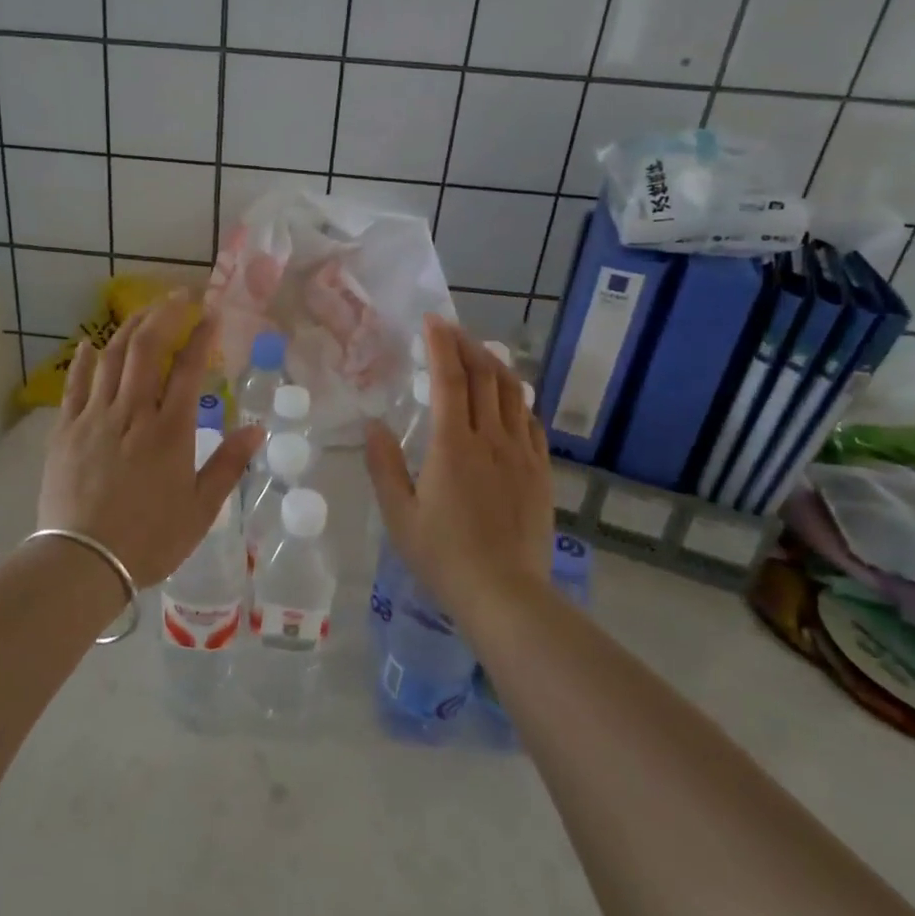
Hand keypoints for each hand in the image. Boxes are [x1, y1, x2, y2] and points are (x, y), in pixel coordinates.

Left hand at [37, 290, 263, 587]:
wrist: (82, 561)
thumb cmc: (149, 538)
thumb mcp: (201, 509)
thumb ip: (229, 465)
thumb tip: (257, 429)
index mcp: (170, 431)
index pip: (189, 369)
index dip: (202, 336)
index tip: (212, 313)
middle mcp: (133, 412)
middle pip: (147, 348)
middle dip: (165, 314)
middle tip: (180, 295)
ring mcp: (95, 417)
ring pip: (112, 357)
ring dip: (131, 327)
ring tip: (146, 310)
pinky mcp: (66, 429)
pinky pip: (75, 384)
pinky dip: (84, 360)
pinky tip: (90, 344)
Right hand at [365, 316, 551, 611]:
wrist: (505, 594)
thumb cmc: (443, 555)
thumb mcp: (399, 514)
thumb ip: (384, 465)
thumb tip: (373, 425)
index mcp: (453, 445)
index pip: (450, 378)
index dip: (441, 345)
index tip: (432, 321)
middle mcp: (491, 439)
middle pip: (486, 376)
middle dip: (468, 345)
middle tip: (451, 331)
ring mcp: (522, 453)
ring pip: (514, 393)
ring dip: (495, 366)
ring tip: (479, 355)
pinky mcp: (541, 471)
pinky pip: (531, 422)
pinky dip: (517, 400)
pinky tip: (508, 402)